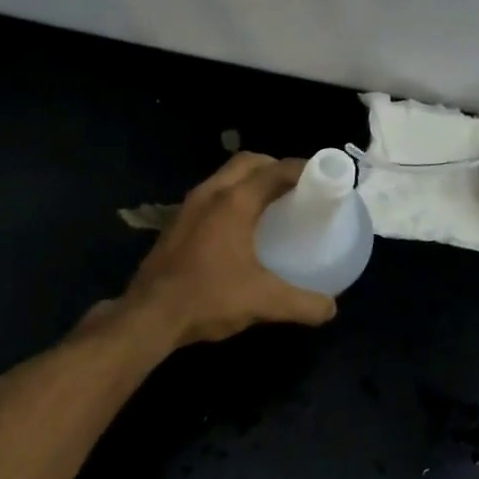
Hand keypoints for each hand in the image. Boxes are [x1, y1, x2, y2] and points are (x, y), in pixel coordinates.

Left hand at [122, 153, 338, 346]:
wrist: (148, 316)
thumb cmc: (209, 297)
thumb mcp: (264, 302)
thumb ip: (303, 304)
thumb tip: (330, 308)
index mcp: (234, 201)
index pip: (275, 170)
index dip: (303, 169)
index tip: (324, 178)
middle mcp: (211, 193)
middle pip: (248, 162)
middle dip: (275, 167)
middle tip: (298, 189)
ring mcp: (189, 206)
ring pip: (226, 176)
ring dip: (250, 181)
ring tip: (272, 204)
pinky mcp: (177, 222)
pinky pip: (212, 195)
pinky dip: (232, 197)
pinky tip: (241, 228)